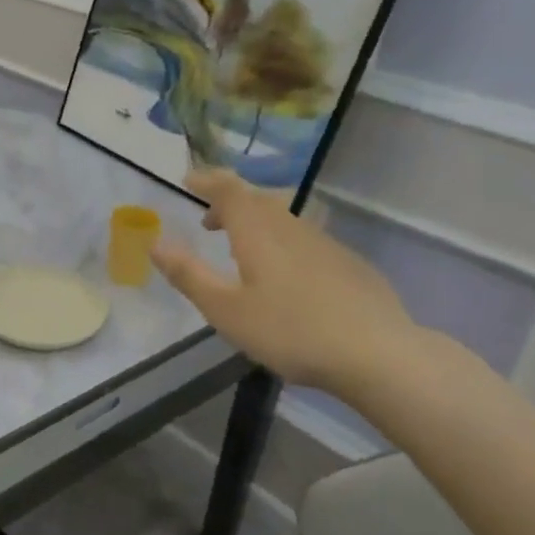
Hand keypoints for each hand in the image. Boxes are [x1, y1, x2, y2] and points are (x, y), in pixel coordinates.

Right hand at [151, 168, 421, 395]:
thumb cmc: (291, 331)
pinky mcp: (349, 265)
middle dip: (229, 202)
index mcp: (259, 234)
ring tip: (240, 248)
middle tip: (208, 221)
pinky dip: (282, 242)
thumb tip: (155, 244)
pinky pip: (305, 239)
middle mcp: (292, 229)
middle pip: (258, 200)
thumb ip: (188, 275)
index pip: (230, 191)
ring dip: (256, 223)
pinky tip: (285, 275)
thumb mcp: (226, 310)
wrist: (378, 354)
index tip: (187, 180)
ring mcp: (326, 245)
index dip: (207, 181)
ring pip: (284, 219)